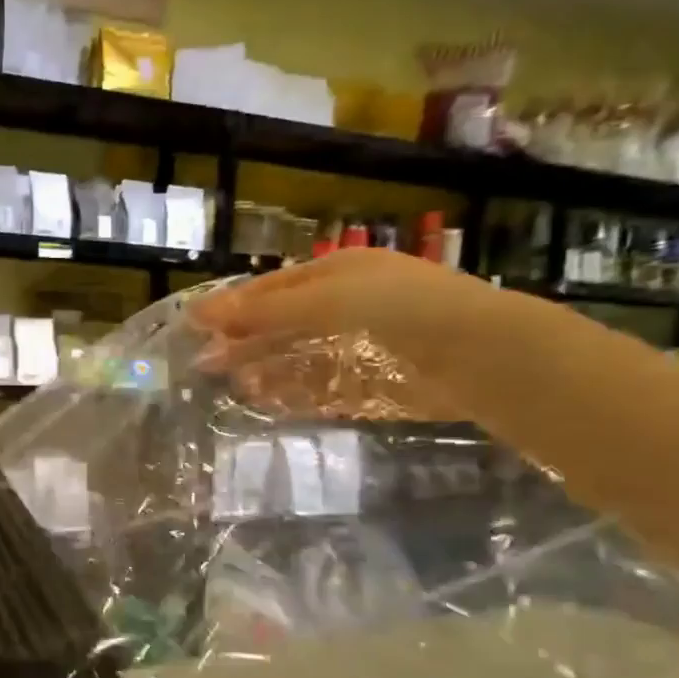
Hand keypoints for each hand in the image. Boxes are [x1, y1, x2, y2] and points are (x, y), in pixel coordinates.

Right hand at [192, 249, 497, 420]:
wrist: (483, 356)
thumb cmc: (401, 309)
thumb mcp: (328, 299)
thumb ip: (264, 310)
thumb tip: (199, 314)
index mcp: (339, 273)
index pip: (273, 288)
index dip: (234, 306)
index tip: (195, 327)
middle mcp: (350, 305)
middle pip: (284, 325)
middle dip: (247, 343)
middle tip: (207, 364)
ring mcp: (364, 346)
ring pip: (302, 359)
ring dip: (267, 371)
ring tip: (235, 387)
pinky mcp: (376, 385)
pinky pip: (325, 389)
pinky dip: (296, 396)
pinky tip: (271, 404)